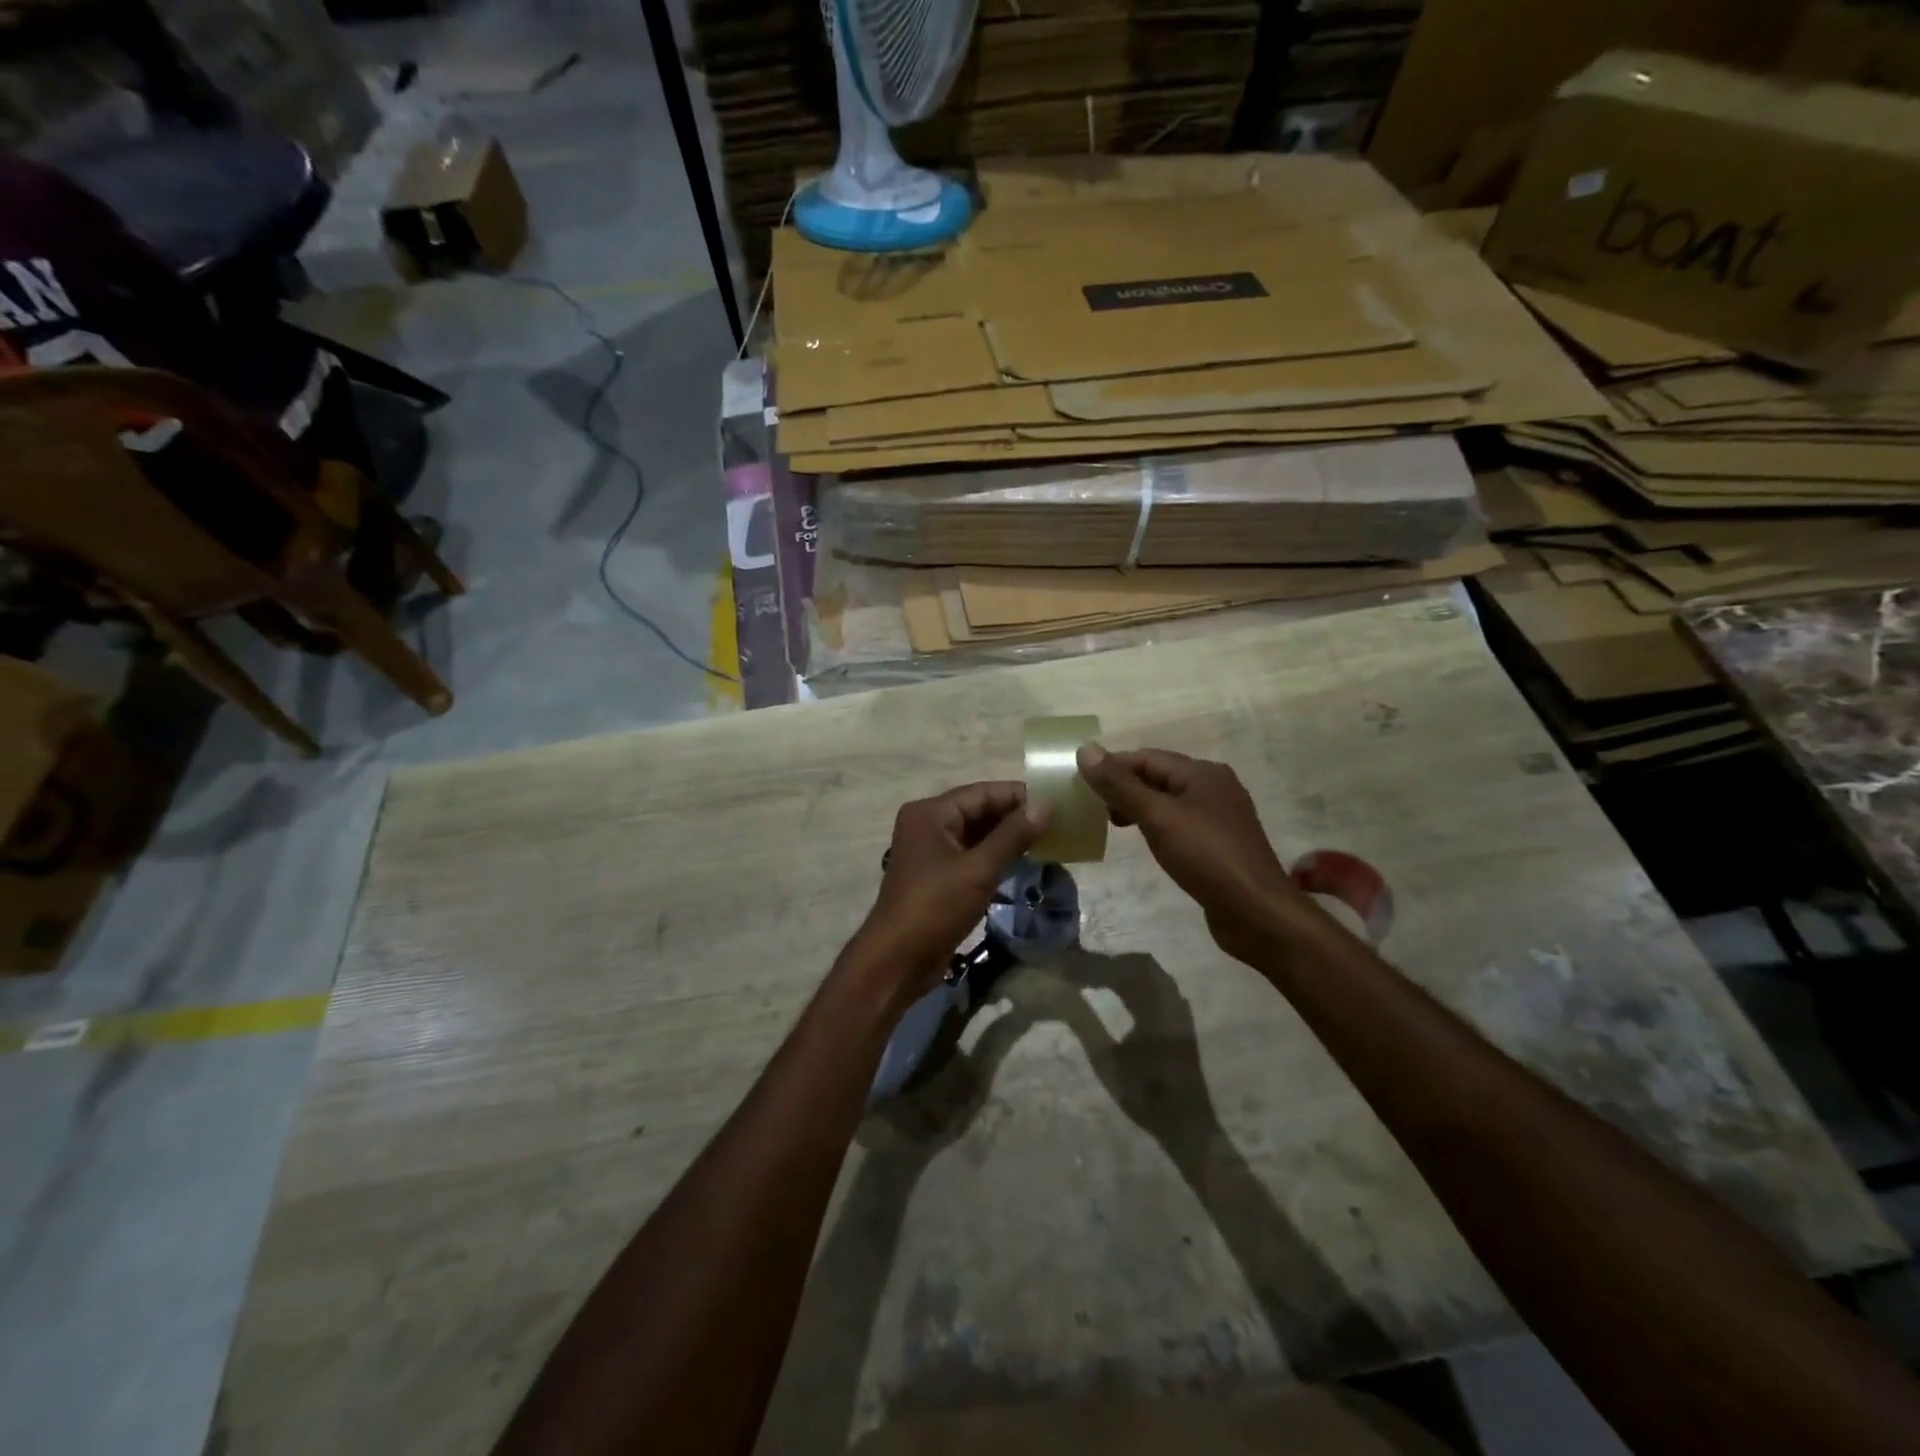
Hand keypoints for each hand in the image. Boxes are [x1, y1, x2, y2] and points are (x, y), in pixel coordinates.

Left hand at [847, 782, 1051, 1007]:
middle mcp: (927, 824)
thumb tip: (1047, 806)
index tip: (1056, 801)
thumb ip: (1013, 836)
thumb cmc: (934, 907)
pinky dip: (995, 856)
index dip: (1018, 795)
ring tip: (1048, 839)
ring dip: (1008, 837)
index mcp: (930, 813)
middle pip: (978, 810)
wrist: (897, 960)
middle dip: (1015, 816)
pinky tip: (1024, 860)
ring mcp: (931, 851)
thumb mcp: (978, 870)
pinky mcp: (937, 875)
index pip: (981, 792)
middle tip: (1057, 822)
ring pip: (976, 834)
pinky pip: (971, 855)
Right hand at [1076, 744, 1306, 963]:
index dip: (1113, 767)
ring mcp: (1221, 817)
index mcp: (1203, 773)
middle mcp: (1215, 787)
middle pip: (1159, 776)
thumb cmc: (1206, 857)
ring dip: (1140, 807)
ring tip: (1115, 825)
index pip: (1147, 757)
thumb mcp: (1158, 817)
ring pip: (1170, 801)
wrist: (1257, 913)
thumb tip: (1086, 750)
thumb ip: (1121, 785)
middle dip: (1125, 787)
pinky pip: (1181, 823)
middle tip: (1096, 809)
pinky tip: (1148, 843)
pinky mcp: (1221, 844)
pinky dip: (1158, 826)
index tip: (1081, 785)